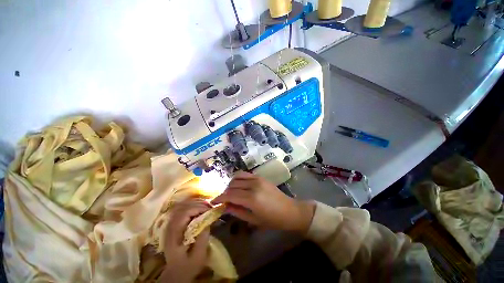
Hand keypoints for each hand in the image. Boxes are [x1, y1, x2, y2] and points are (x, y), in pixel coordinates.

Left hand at [160, 201, 210, 282]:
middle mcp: (170, 226)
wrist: (177, 272)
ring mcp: (170, 224)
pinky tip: (200, 208)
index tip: (209, 210)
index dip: (198, 208)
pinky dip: (192, 205)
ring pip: (182, 206)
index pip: (184, 213)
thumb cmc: (189, 265)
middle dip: (198, 204)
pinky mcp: (173, 223)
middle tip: (210, 207)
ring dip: (196, 203)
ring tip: (207, 206)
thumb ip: (203, 237)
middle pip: (183, 207)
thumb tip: (207, 220)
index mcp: (174, 234)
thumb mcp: (198, 255)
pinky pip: (182, 209)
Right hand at [212, 171, 314, 232]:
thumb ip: (237, 211)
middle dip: (225, 192)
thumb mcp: (253, 220)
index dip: (219, 198)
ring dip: (231, 184)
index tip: (212, 202)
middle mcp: (253, 185)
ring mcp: (257, 179)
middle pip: (232, 185)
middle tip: (223, 200)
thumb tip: (224, 206)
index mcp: (251, 198)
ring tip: (231, 193)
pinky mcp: (260, 176)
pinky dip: (238, 179)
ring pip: (237, 177)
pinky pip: (245, 174)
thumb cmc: (272, 220)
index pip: (230, 195)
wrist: (289, 210)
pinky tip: (239, 186)